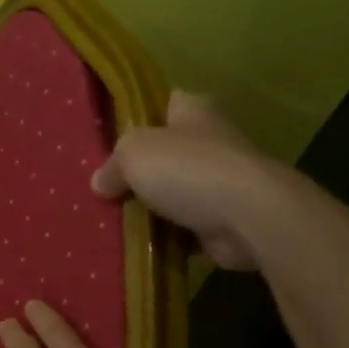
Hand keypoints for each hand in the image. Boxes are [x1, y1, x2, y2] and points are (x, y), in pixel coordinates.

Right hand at [91, 91, 277, 269]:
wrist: (248, 217)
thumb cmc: (188, 169)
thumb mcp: (132, 154)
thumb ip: (112, 166)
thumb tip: (100, 184)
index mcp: (194, 111)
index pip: (164, 104)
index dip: (139, 118)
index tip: (113, 139)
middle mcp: (211, 140)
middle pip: (166, 152)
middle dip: (141, 171)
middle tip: (106, 187)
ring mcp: (222, 181)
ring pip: (175, 192)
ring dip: (153, 208)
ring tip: (115, 220)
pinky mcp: (226, 218)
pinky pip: (186, 226)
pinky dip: (168, 236)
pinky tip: (141, 243)